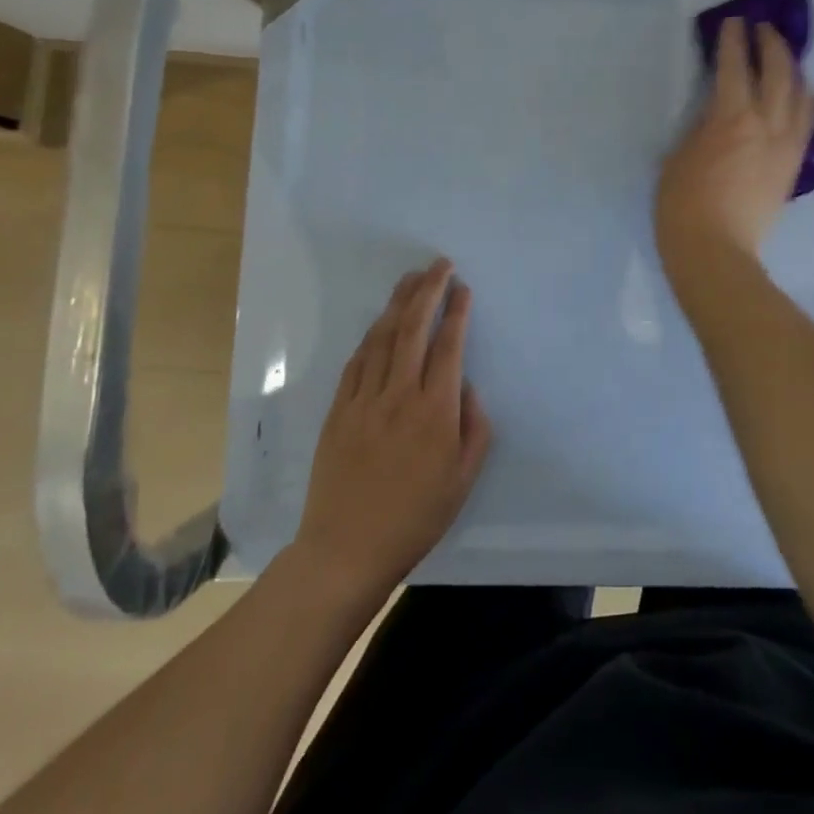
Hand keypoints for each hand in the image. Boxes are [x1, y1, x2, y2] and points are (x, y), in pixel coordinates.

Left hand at [292, 260, 491, 601]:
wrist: (346, 549)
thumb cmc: (415, 517)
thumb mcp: (462, 479)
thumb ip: (474, 428)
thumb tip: (466, 387)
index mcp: (434, 410)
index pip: (448, 345)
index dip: (456, 311)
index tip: (463, 287)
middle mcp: (399, 395)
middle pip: (413, 328)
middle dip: (428, 290)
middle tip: (439, 264)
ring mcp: (364, 399)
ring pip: (383, 337)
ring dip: (398, 303)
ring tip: (411, 278)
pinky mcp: (338, 410)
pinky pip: (356, 362)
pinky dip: (370, 336)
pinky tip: (379, 323)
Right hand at [655, 16, 813, 278]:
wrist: (716, 252)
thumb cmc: (682, 205)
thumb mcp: (678, 155)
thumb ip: (701, 126)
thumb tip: (716, 110)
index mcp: (732, 119)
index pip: (736, 67)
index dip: (734, 41)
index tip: (735, 22)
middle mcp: (768, 125)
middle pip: (778, 73)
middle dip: (771, 45)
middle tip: (763, 29)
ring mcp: (787, 146)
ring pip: (801, 95)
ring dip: (793, 69)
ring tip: (785, 57)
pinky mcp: (793, 166)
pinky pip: (806, 123)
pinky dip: (803, 99)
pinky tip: (797, 96)